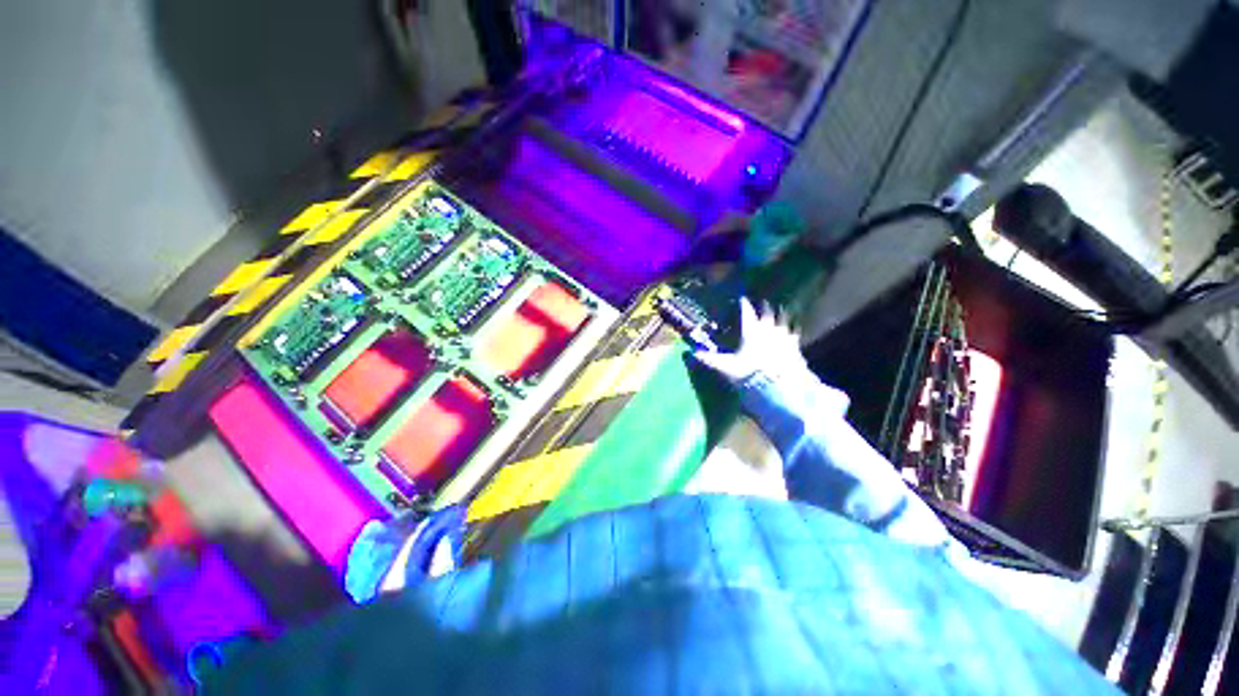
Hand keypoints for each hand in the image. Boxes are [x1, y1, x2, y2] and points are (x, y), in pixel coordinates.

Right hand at [693, 297, 804, 383]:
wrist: (778, 385)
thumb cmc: (749, 372)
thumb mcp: (726, 366)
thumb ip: (711, 359)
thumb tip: (694, 353)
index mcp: (751, 330)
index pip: (746, 312)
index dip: (743, 304)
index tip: (742, 298)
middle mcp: (768, 328)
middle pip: (767, 312)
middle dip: (764, 306)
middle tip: (763, 302)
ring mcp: (783, 335)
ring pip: (783, 319)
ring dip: (780, 315)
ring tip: (781, 311)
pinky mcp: (795, 345)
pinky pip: (793, 333)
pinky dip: (791, 330)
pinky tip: (792, 332)